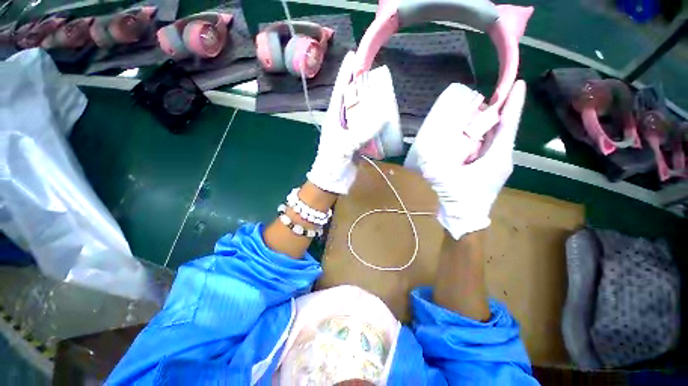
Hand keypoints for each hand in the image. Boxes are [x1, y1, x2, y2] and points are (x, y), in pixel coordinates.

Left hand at [307, 52, 398, 194]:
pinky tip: (384, 117)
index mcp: (333, 118)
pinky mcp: (357, 142)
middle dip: (361, 86)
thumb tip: (383, 115)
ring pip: (361, 113)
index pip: (340, 91)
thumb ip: (362, 132)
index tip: (353, 56)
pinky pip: (367, 128)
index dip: (346, 74)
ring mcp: (350, 132)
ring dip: (371, 104)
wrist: (333, 182)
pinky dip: (375, 122)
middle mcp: (341, 122)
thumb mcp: (344, 146)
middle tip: (375, 74)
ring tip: (383, 93)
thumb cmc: (332, 163)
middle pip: (352, 100)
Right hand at [404, 80, 526, 239]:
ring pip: (496, 138)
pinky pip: (487, 146)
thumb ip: (434, 168)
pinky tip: (471, 131)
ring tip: (481, 108)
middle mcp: (501, 158)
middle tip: (492, 93)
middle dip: (501, 110)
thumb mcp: (446, 181)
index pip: (508, 127)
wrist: (465, 219)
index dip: (514, 105)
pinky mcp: (486, 169)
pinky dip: (482, 136)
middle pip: (503, 130)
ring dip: (490, 123)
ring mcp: (494, 164)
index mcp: (497, 158)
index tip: (519, 84)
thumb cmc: (462, 200)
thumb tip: (423, 154)